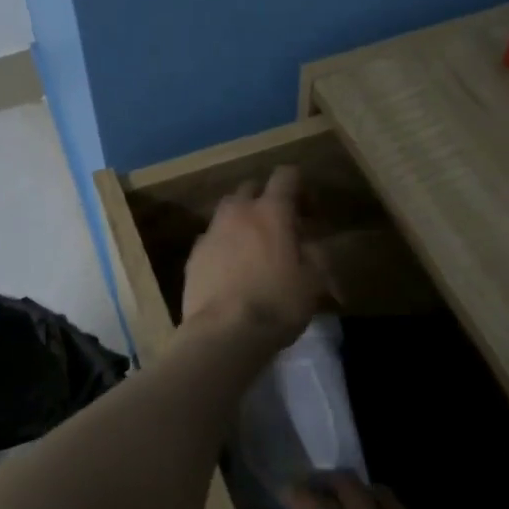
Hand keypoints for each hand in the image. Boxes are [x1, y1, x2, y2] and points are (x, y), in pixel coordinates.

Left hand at [179, 166, 325, 346]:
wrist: (224, 332)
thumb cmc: (277, 304)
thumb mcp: (314, 281)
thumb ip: (315, 253)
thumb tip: (308, 243)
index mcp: (270, 212)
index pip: (285, 176)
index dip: (299, 187)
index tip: (309, 211)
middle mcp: (237, 212)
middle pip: (250, 188)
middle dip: (266, 200)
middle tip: (280, 227)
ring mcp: (210, 232)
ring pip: (227, 211)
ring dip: (242, 220)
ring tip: (254, 247)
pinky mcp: (194, 255)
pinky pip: (212, 238)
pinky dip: (224, 244)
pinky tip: (231, 268)